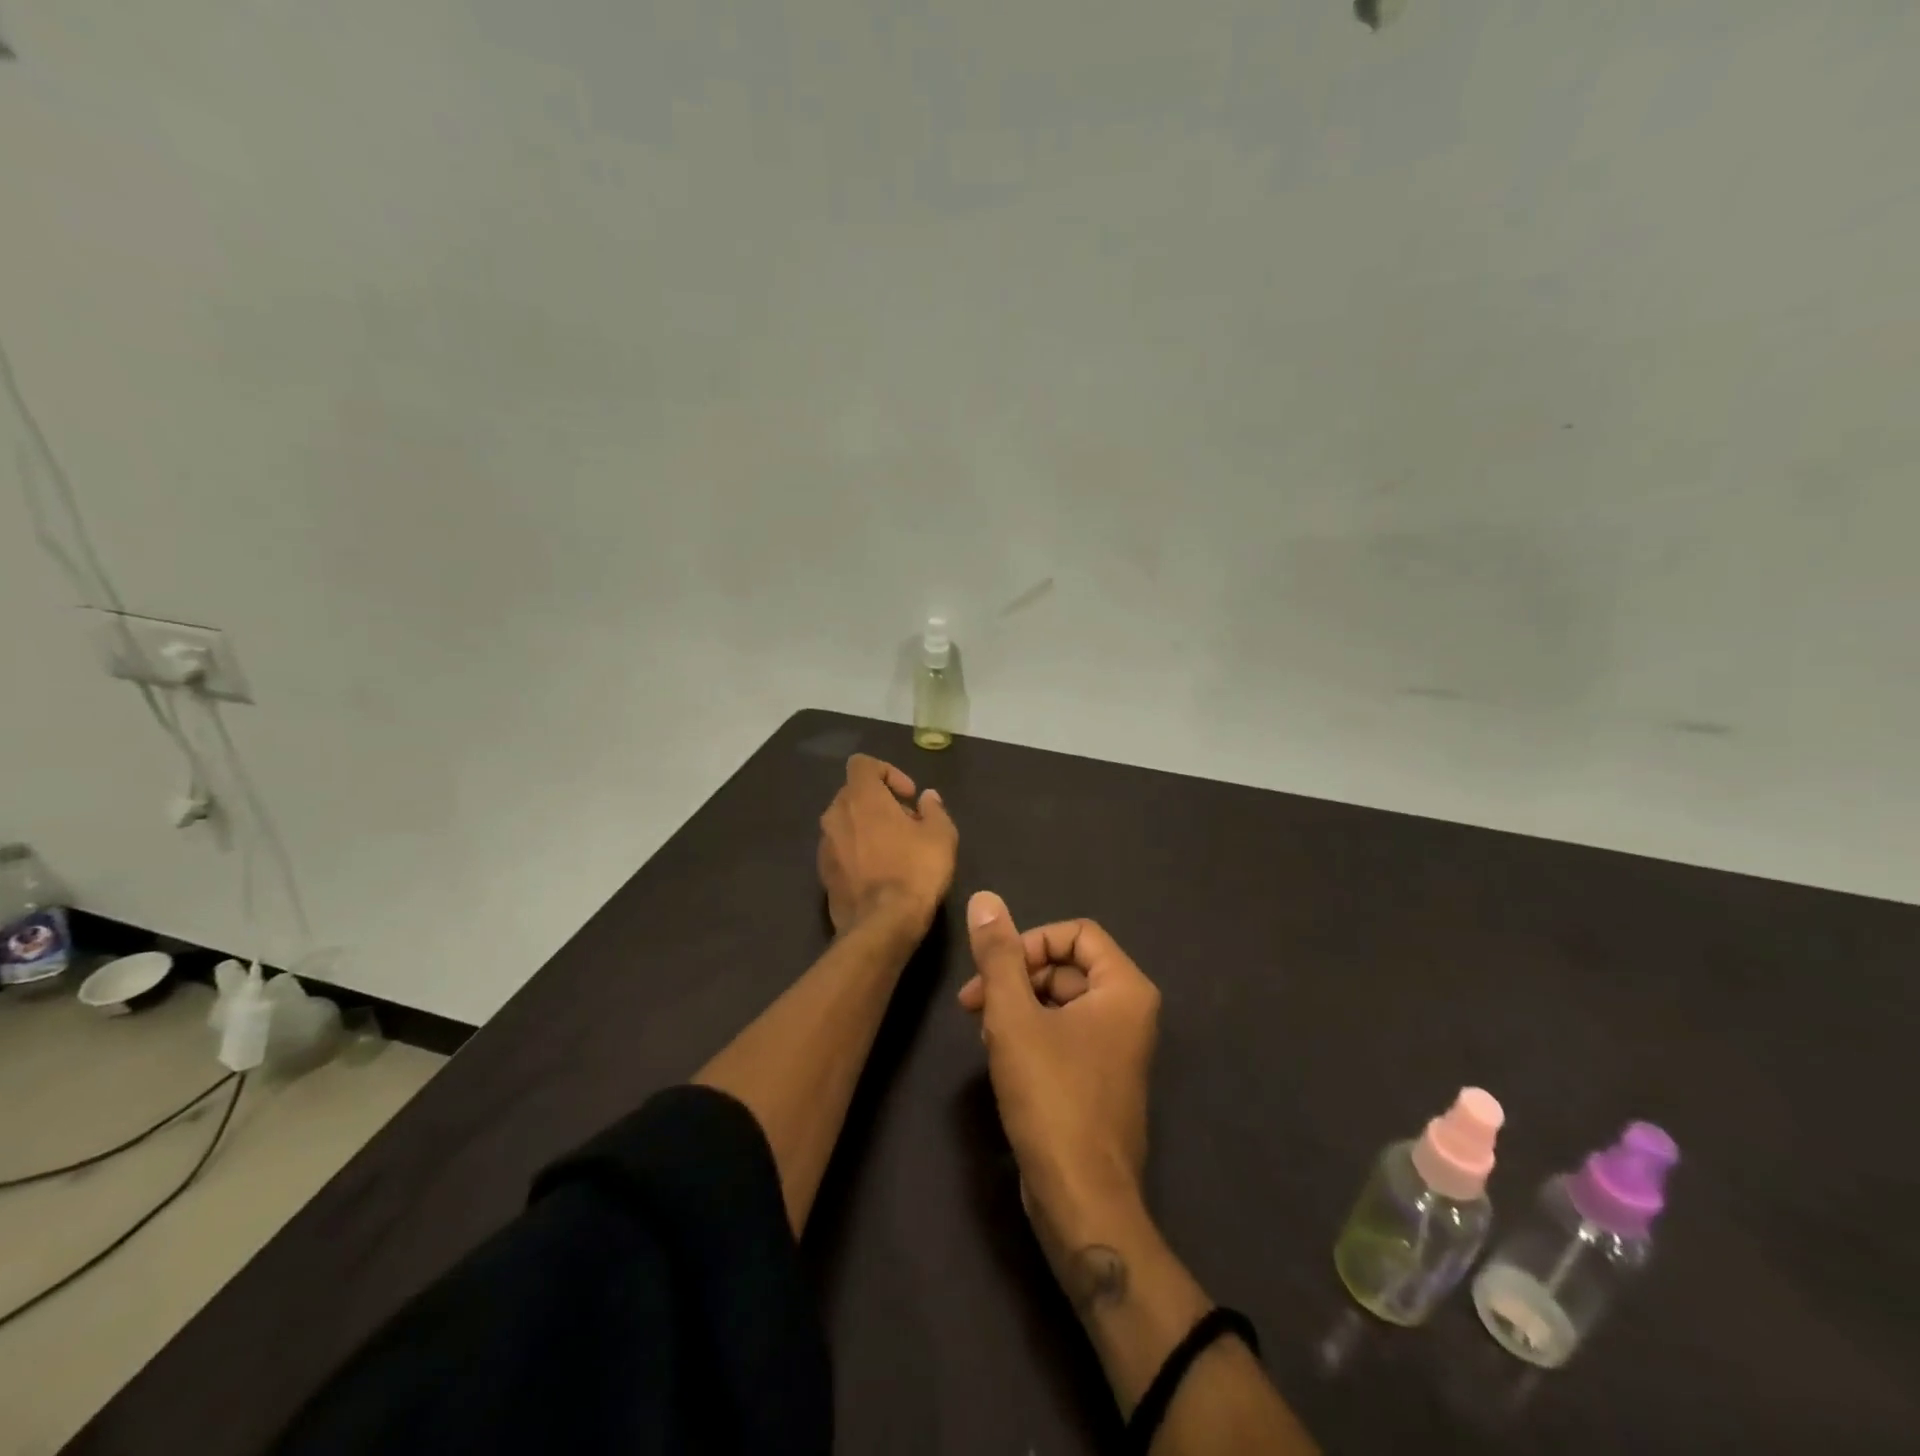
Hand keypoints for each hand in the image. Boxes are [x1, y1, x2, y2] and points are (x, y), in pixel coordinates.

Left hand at [817, 754, 956, 934]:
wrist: (882, 926)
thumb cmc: (915, 871)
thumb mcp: (941, 835)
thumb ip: (934, 809)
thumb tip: (927, 798)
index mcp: (861, 797)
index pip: (863, 764)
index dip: (888, 772)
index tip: (908, 796)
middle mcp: (835, 814)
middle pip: (854, 793)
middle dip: (880, 801)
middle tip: (908, 823)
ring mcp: (825, 845)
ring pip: (846, 822)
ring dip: (867, 827)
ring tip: (895, 849)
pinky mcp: (823, 873)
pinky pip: (841, 848)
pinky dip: (857, 850)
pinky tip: (879, 872)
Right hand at [959, 892, 1160, 1259]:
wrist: (1082, 1200)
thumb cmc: (1052, 1097)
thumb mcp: (1014, 1017)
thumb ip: (999, 956)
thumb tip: (984, 898)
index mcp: (1124, 988)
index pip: (1075, 933)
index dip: (1030, 942)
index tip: (995, 971)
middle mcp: (1130, 1012)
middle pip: (1066, 966)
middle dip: (1016, 978)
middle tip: (973, 1004)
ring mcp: (1117, 1048)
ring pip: (1060, 1001)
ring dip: (1018, 1007)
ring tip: (985, 1033)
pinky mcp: (1100, 1078)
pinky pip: (1064, 1034)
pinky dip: (1031, 1034)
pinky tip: (1001, 1057)